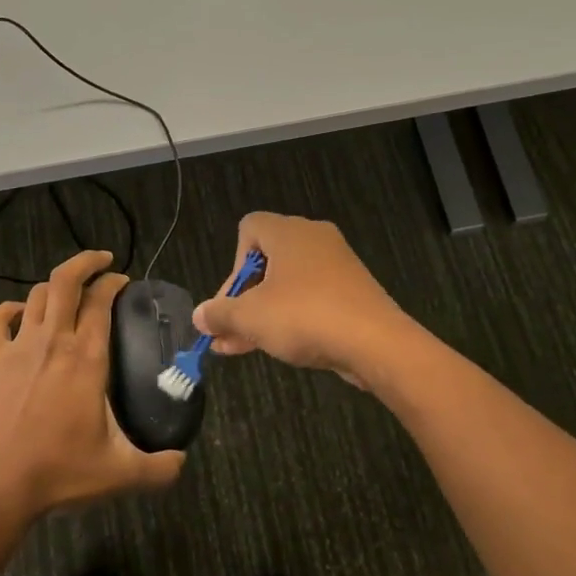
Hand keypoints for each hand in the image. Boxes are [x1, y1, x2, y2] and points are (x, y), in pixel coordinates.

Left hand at [0, 249, 185, 518]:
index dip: (113, 282)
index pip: (101, 301)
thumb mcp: (120, 473)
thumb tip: (182, 462)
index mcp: (87, 358)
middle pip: (65, 281)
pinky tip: (19, 314)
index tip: (124, 281)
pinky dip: (9, 309)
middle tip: (103, 262)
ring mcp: (18, 348)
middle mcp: (53, 341)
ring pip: (35, 295)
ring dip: (54, 287)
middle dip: (86, 262)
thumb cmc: (59, 472)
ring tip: (68, 294)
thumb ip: (159, 468)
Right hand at [192, 213, 417, 389]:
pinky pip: (310, 299)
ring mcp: (337, 266)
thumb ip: (219, 314)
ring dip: (261, 313)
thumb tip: (199, 316)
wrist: (376, 343)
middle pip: (266, 261)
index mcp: (289, 232)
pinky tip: (274, 348)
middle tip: (228, 330)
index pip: (249, 228)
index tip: (231, 299)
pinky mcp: (352, 292)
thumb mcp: (251, 317)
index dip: (232, 264)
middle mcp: (313, 239)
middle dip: (241, 297)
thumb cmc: (305, 316)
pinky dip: (290, 318)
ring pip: (286, 285)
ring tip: (237, 348)